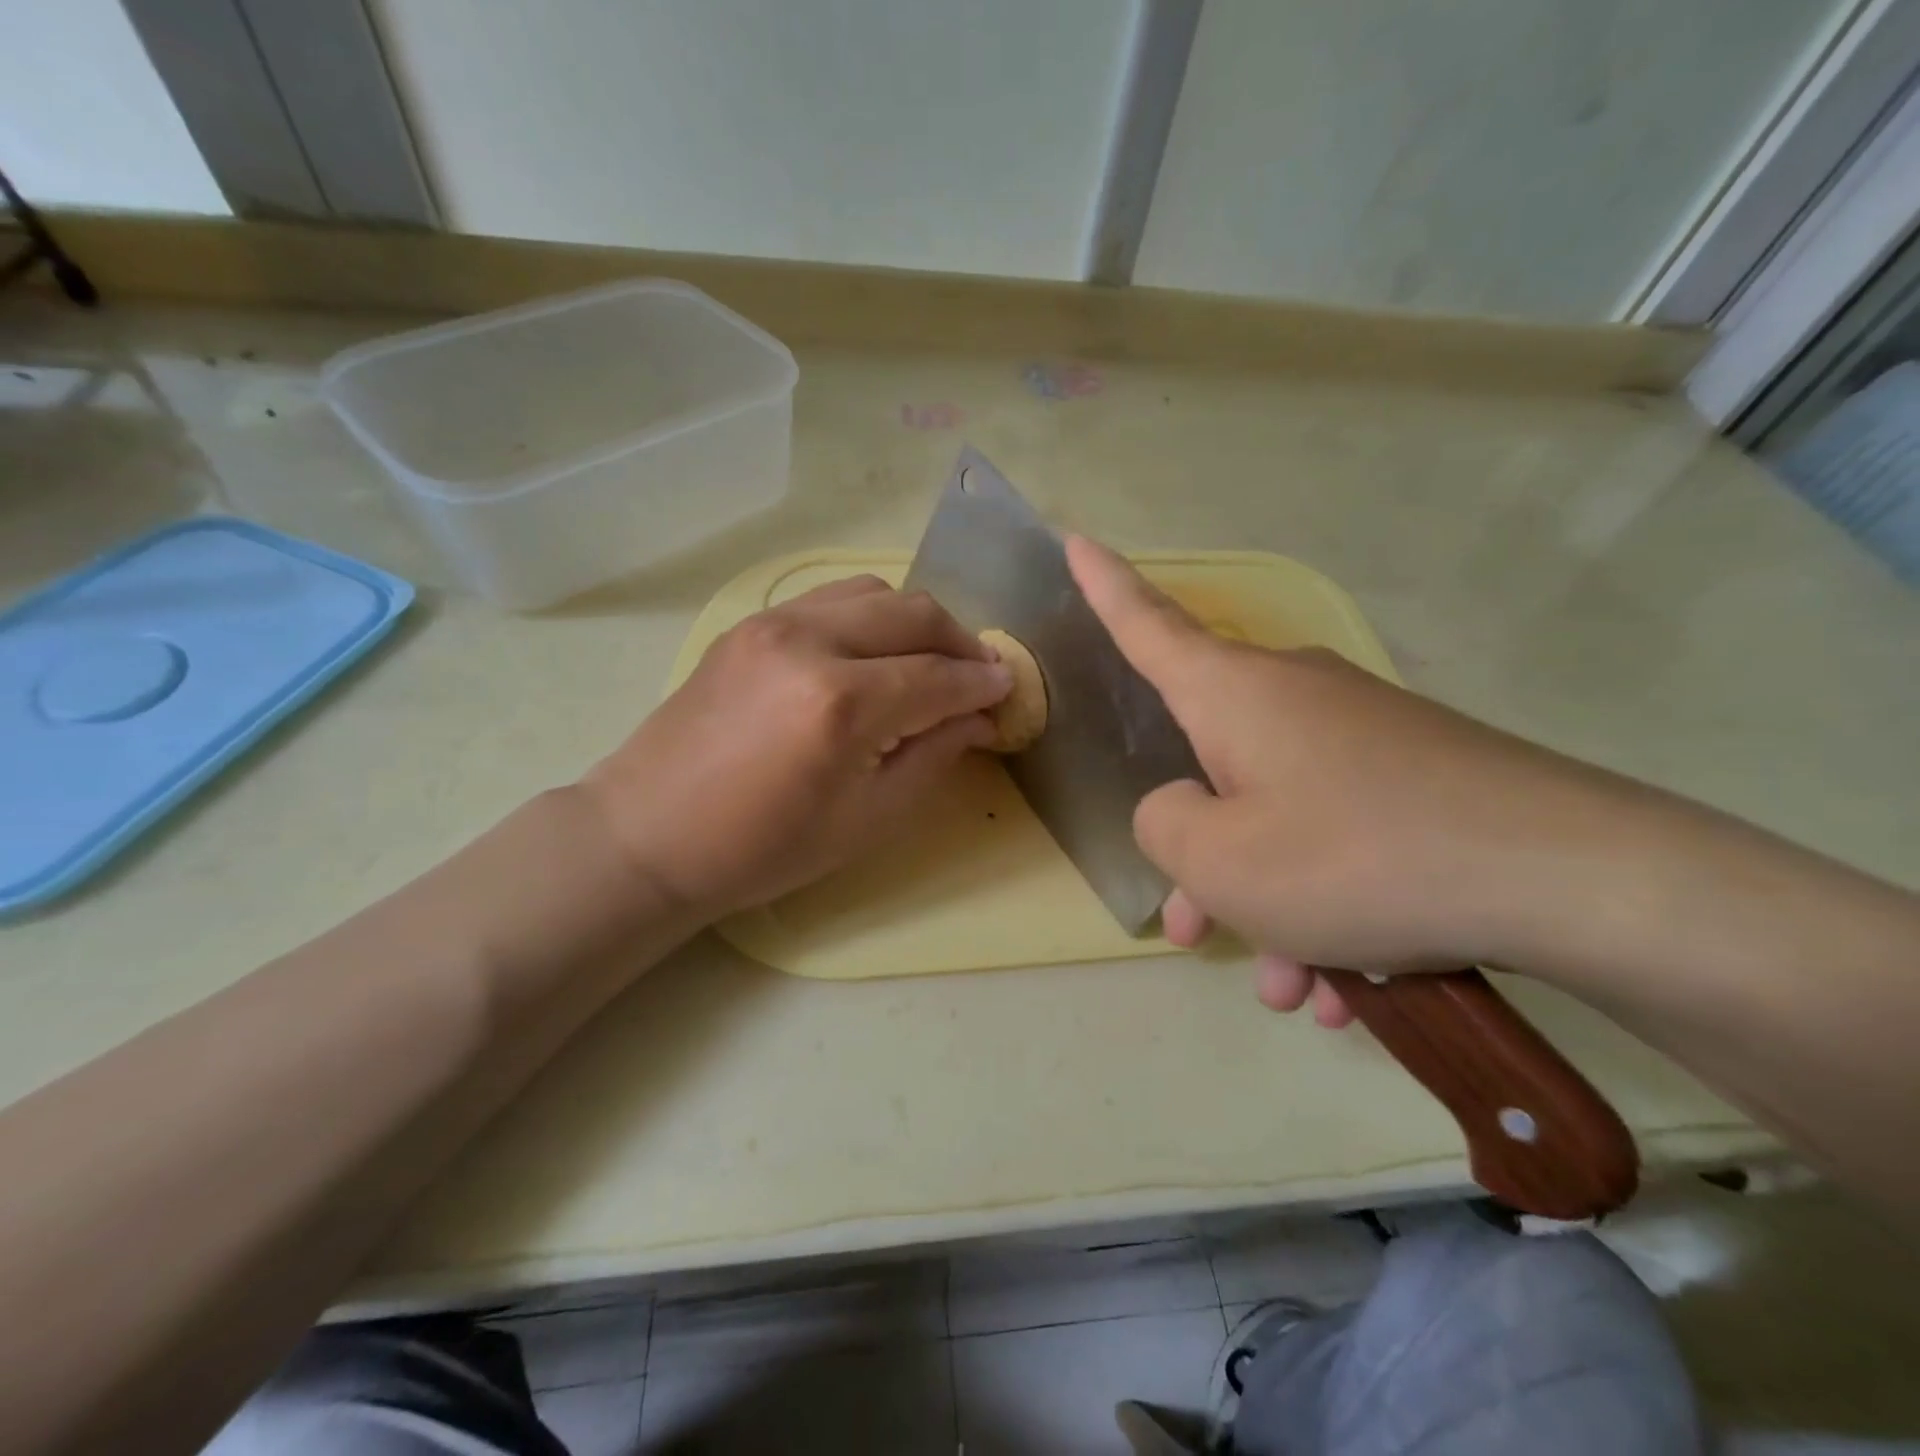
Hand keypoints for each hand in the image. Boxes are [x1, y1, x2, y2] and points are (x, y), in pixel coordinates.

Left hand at [582, 576, 1011, 919]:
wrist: (650, 834)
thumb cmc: (764, 848)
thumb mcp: (867, 819)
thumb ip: (933, 756)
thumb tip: (980, 718)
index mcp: (842, 704)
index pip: (939, 676)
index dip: (983, 684)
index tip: (1009, 692)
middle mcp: (810, 642)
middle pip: (914, 614)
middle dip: (961, 642)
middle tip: (978, 677)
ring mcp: (773, 623)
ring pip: (874, 592)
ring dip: (915, 622)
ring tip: (928, 662)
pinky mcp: (750, 624)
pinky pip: (831, 599)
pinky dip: (869, 616)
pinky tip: (873, 654)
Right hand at [1067, 536, 1622, 1024]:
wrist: (1570, 878)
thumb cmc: (1356, 855)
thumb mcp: (1220, 861)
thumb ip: (1163, 827)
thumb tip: (1181, 808)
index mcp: (1232, 694)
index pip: (1148, 624)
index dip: (1105, 586)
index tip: (1075, 539)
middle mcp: (1291, 697)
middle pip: (1212, 769)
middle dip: (1201, 860)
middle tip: (1198, 935)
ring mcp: (1359, 736)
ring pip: (1280, 821)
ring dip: (1273, 908)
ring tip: (1298, 991)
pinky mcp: (1414, 777)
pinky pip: (1341, 838)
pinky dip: (1332, 909)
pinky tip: (1354, 988)